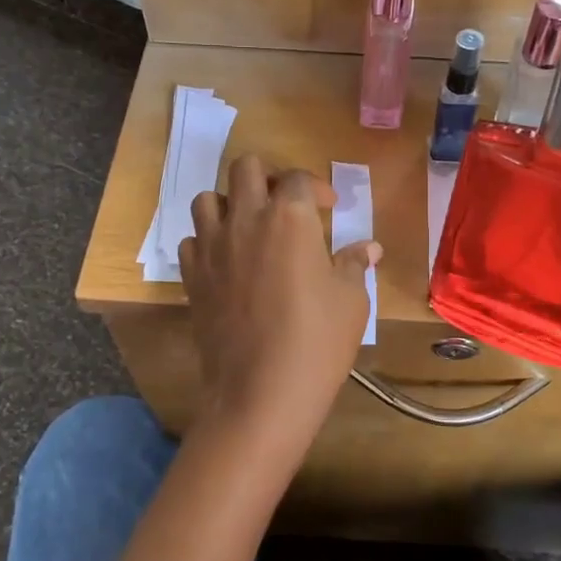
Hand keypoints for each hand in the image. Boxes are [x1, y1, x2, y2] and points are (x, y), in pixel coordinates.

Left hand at [179, 156, 380, 460]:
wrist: (261, 392)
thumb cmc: (317, 341)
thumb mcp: (351, 301)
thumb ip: (355, 264)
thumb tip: (369, 248)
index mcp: (290, 217)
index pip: (298, 178)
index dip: (317, 187)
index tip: (329, 208)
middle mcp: (246, 219)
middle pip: (245, 168)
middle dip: (268, 177)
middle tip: (285, 204)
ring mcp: (212, 246)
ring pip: (208, 198)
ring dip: (230, 204)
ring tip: (250, 228)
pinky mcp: (191, 276)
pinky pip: (191, 240)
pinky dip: (207, 241)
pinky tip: (226, 262)